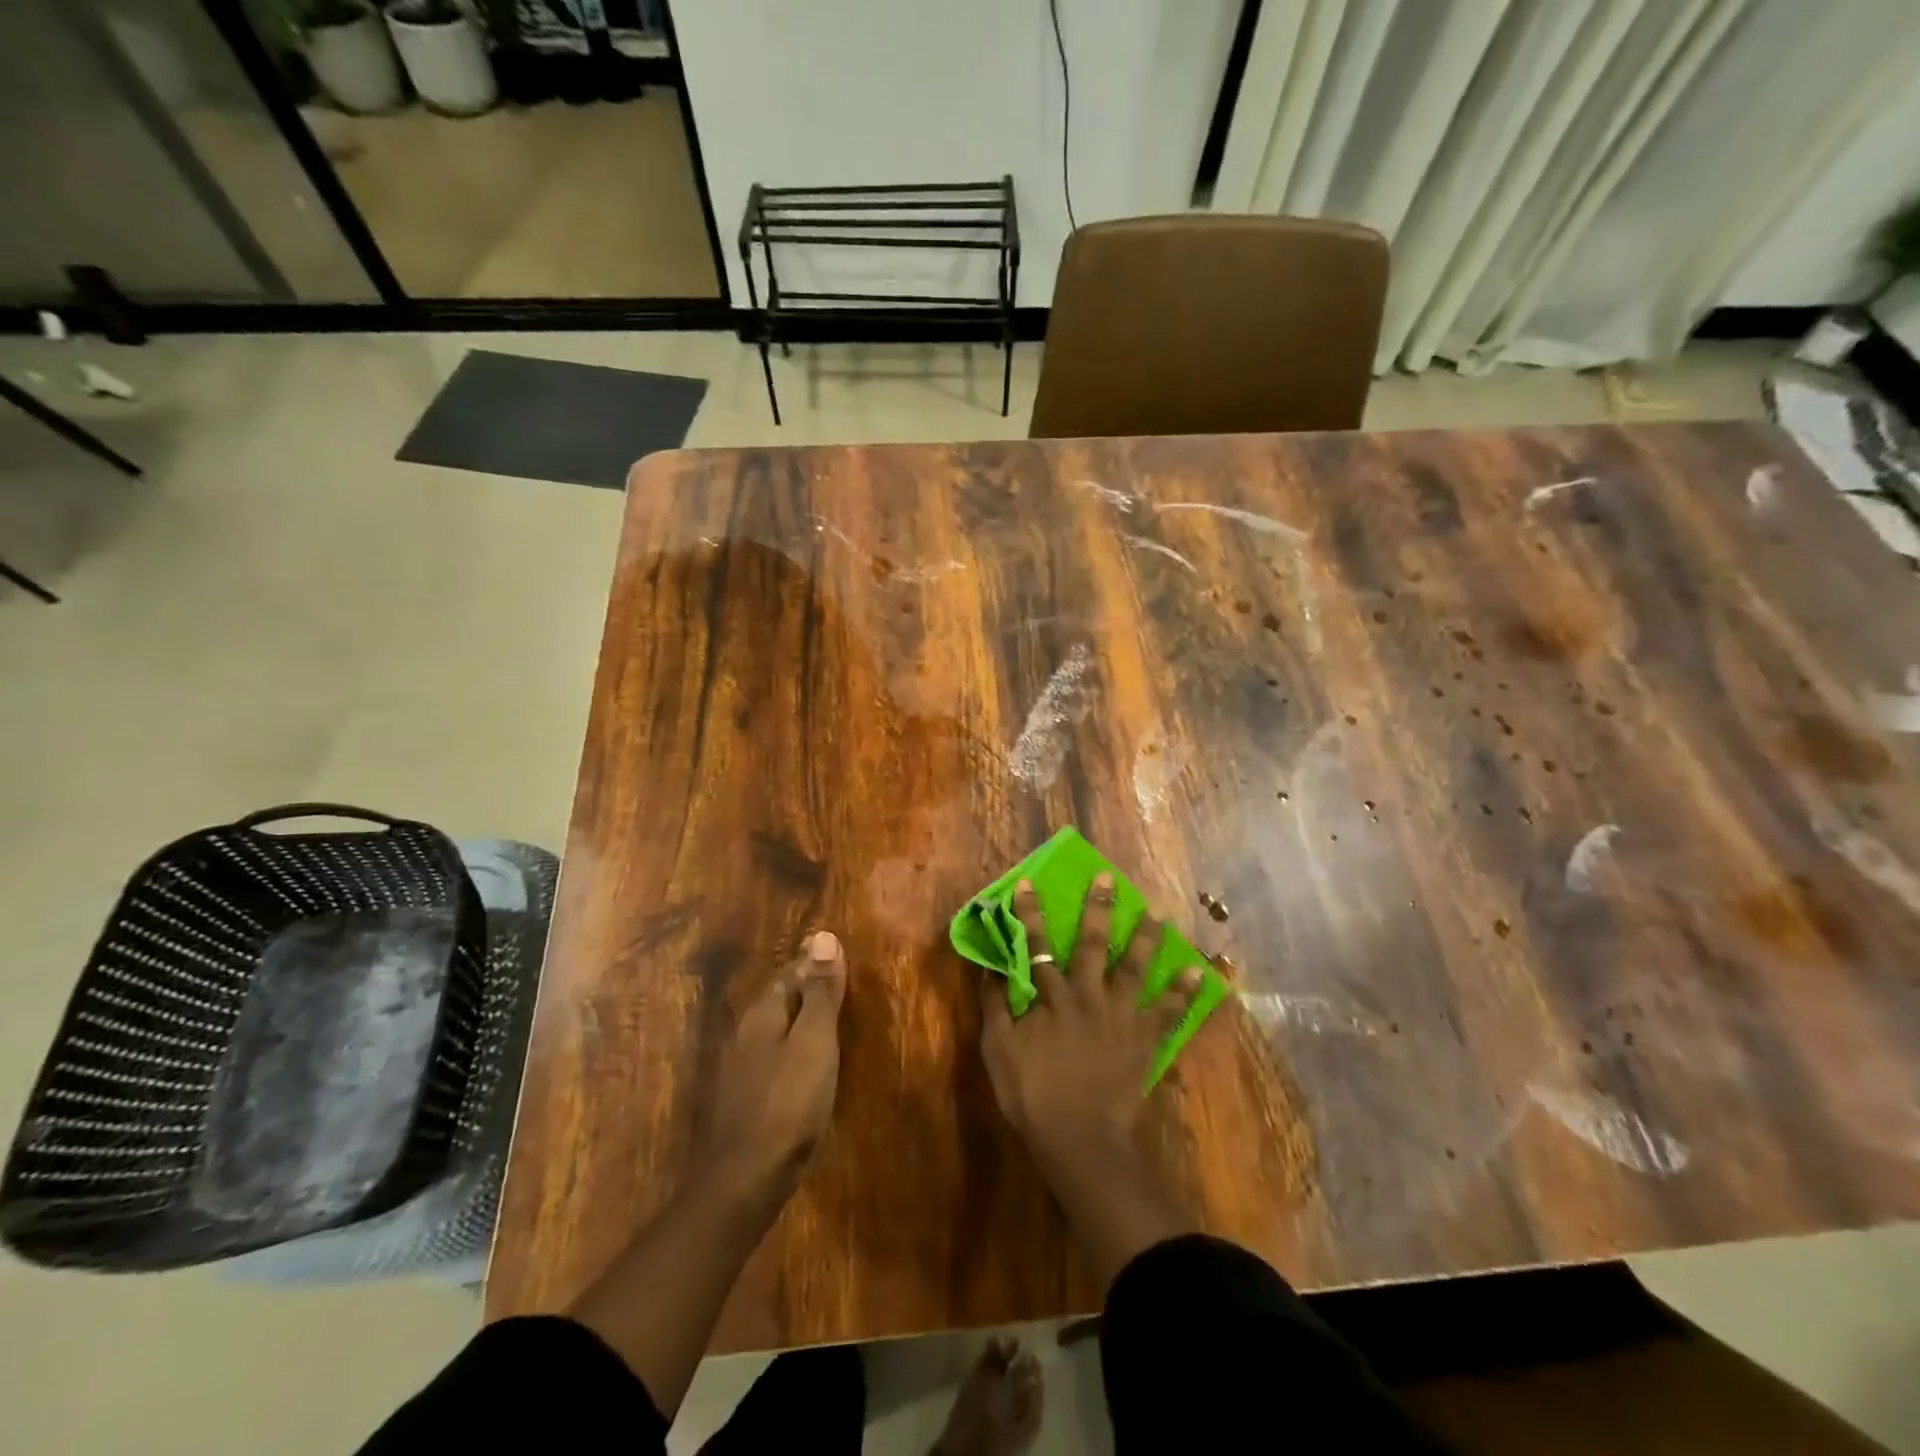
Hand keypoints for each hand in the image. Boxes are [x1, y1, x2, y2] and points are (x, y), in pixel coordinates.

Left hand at [694, 929, 848, 1204]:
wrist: (746, 1179)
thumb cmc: (789, 1102)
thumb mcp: (815, 1041)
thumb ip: (820, 992)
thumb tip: (823, 936)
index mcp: (762, 1015)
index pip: (789, 974)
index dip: (813, 964)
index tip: (837, 957)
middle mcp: (744, 1034)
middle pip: (777, 1000)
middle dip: (803, 989)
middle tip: (836, 985)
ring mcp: (739, 1069)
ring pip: (772, 1030)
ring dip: (796, 1020)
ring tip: (825, 1021)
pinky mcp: (742, 1100)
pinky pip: (770, 1058)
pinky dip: (790, 1049)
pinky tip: (803, 1064)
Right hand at [981, 875, 1201, 1179]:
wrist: (1081, 1139)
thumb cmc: (1032, 1095)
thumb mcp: (998, 1052)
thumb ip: (994, 1007)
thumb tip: (991, 969)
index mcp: (1051, 996)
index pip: (1036, 945)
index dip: (1031, 913)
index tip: (1029, 883)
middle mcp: (1088, 995)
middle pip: (1092, 943)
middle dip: (1098, 907)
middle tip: (1108, 877)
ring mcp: (1121, 1015)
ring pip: (1135, 966)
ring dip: (1146, 937)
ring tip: (1158, 913)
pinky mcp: (1145, 1039)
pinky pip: (1170, 1011)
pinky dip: (1184, 991)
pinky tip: (1198, 971)